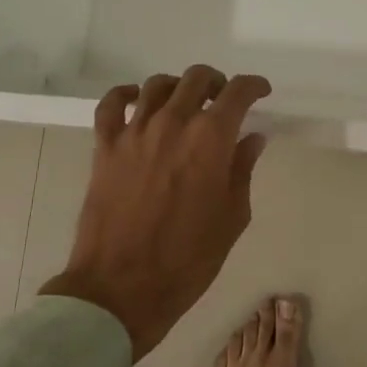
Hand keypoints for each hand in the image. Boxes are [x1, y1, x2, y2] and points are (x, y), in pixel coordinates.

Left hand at [41, 66, 271, 359]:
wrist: (121, 288)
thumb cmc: (188, 259)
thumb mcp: (232, 217)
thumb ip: (242, 170)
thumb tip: (251, 138)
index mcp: (211, 139)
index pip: (238, 92)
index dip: (254, 86)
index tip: (261, 91)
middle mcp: (173, 123)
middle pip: (196, 78)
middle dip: (216, 82)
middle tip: (222, 98)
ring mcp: (135, 132)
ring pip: (157, 85)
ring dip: (177, 86)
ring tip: (184, 103)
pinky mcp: (105, 147)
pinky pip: (111, 104)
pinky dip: (126, 95)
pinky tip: (136, 102)